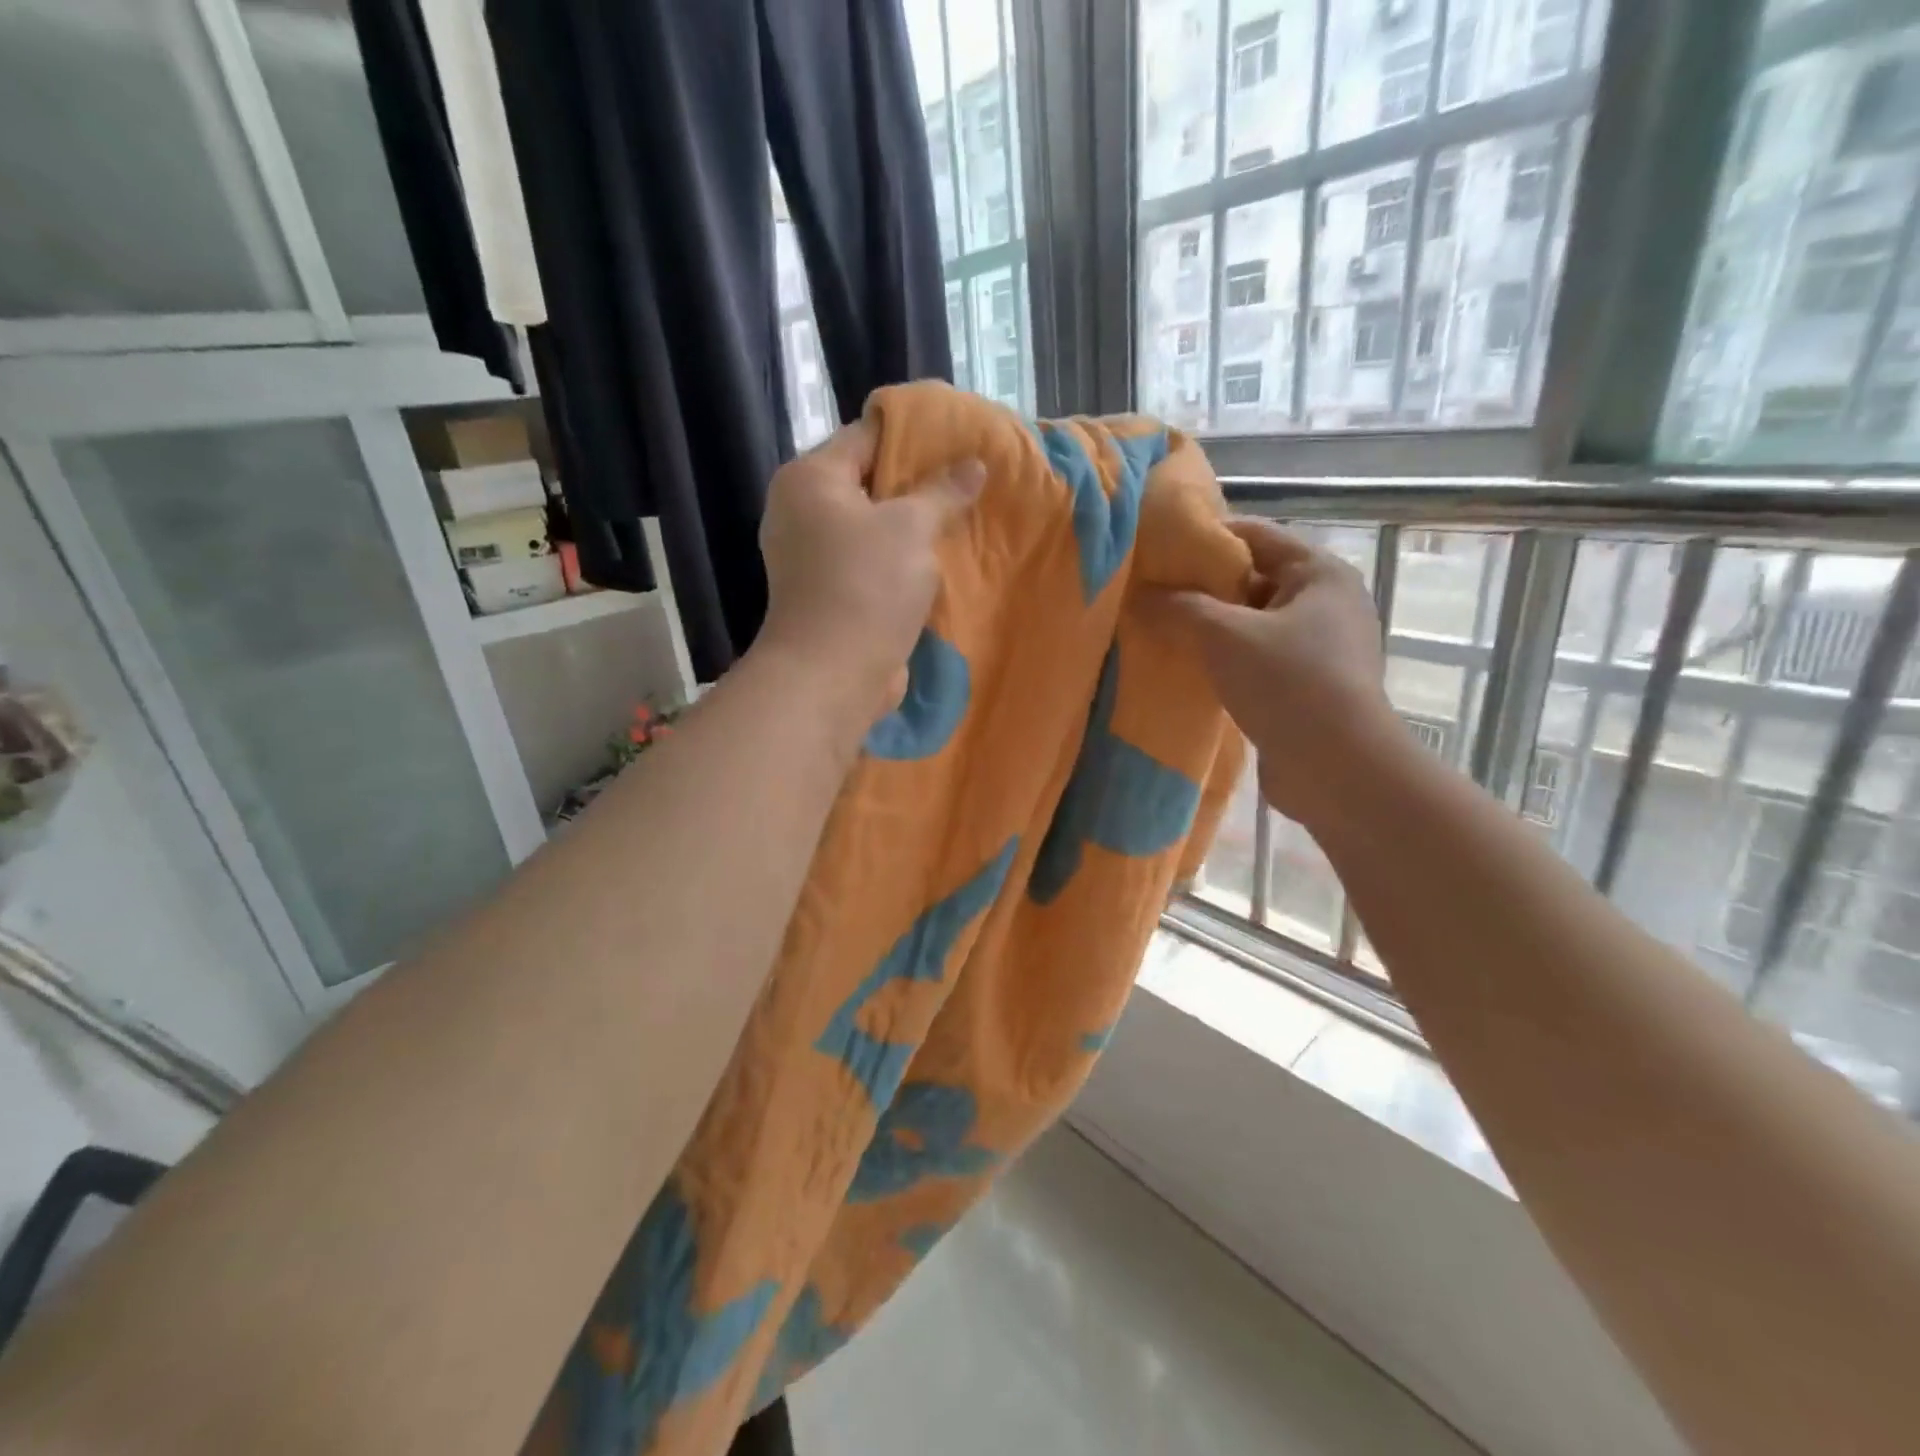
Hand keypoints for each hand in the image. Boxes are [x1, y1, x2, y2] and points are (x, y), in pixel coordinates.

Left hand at [755, 419, 984, 725]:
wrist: (832, 675)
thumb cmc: (866, 586)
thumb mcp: (911, 528)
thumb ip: (943, 492)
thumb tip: (975, 464)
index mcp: (810, 479)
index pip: (865, 436)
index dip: (913, 435)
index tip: (958, 437)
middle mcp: (802, 512)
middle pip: (869, 483)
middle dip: (918, 484)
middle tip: (968, 479)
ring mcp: (812, 557)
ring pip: (872, 527)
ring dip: (912, 527)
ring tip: (962, 517)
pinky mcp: (829, 594)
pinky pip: (871, 563)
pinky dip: (900, 561)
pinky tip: (939, 560)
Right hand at [1142, 518, 1400, 828]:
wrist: (1336, 768)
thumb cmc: (1287, 682)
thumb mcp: (1223, 635)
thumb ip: (1178, 607)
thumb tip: (1139, 595)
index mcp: (1320, 574)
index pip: (1256, 536)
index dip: (1207, 538)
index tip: (1161, 551)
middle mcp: (1327, 604)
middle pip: (1254, 580)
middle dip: (1203, 588)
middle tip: (1154, 595)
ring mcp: (1322, 649)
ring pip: (1254, 624)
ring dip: (1212, 629)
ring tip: (1164, 633)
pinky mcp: (1310, 687)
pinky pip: (1259, 660)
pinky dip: (1227, 661)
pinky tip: (1193, 671)